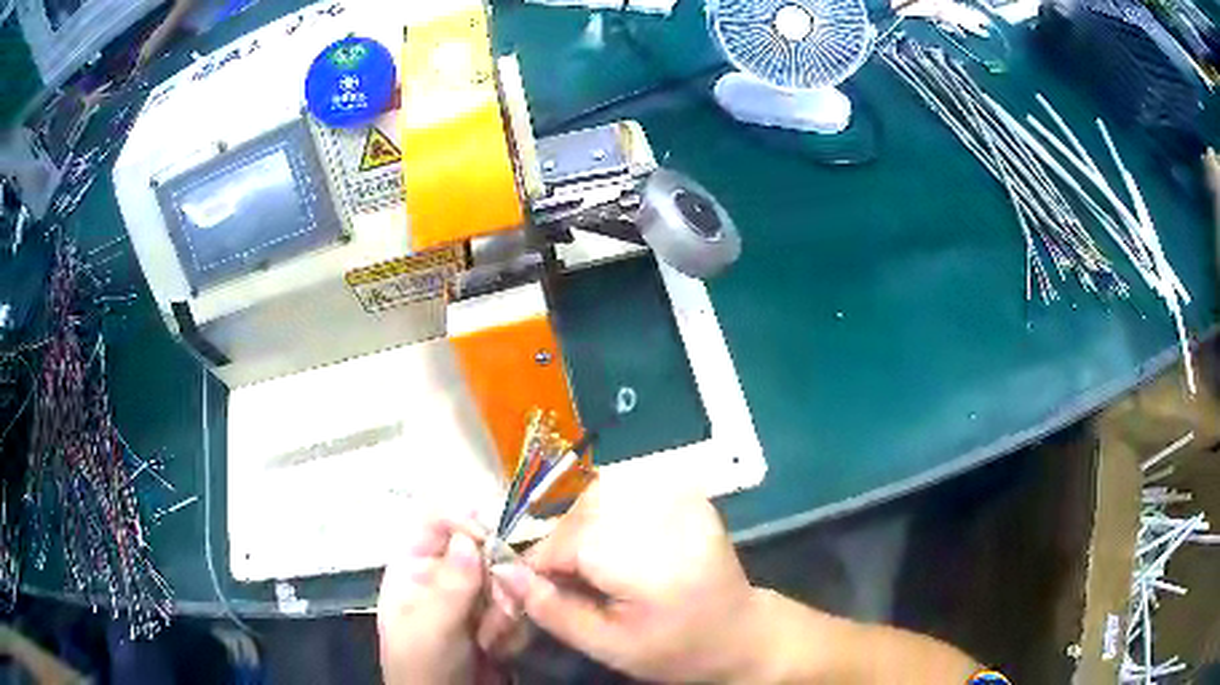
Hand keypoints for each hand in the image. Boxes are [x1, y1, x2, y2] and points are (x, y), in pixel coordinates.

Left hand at [377, 512, 500, 684]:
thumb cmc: (424, 666)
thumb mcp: (430, 628)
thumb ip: (450, 585)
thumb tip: (468, 538)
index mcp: (413, 566)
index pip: (436, 520)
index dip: (463, 522)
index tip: (490, 541)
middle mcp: (444, 574)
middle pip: (482, 548)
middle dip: (494, 581)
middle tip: (498, 608)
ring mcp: (472, 596)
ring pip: (506, 578)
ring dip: (505, 611)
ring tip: (490, 640)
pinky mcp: (496, 616)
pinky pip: (519, 604)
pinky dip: (513, 627)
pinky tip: (498, 649)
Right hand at [480, 475, 759, 682]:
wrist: (740, 632)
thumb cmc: (675, 649)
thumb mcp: (607, 646)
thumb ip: (553, 610)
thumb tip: (504, 573)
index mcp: (649, 559)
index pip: (565, 543)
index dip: (540, 568)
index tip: (535, 593)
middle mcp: (666, 514)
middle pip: (580, 514)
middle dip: (562, 549)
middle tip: (572, 584)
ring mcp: (681, 497)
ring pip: (597, 496)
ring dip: (582, 529)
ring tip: (595, 566)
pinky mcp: (687, 493)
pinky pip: (625, 491)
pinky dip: (608, 515)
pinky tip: (620, 545)